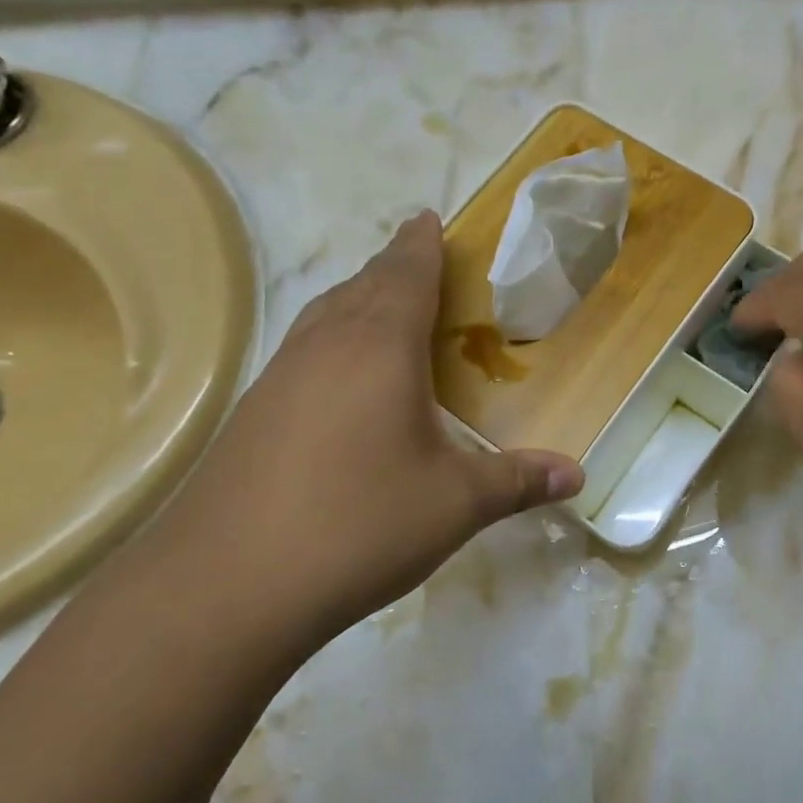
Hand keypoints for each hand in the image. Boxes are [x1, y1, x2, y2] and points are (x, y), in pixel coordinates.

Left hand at [147, 211, 582, 658]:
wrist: (225, 586)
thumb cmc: (358, 524)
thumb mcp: (454, 504)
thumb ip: (517, 481)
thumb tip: (576, 474)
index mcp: (380, 347)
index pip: (406, 275)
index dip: (421, 244)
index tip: (427, 216)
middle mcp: (326, 346)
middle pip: (363, 284)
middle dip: (392, 263)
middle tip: (414, 252)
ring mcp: (280, 375)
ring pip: (325, 313)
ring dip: (357, 295)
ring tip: (379, 298)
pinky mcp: (252, 410)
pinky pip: (302, 347)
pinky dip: (330, 334)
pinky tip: (336, 371)